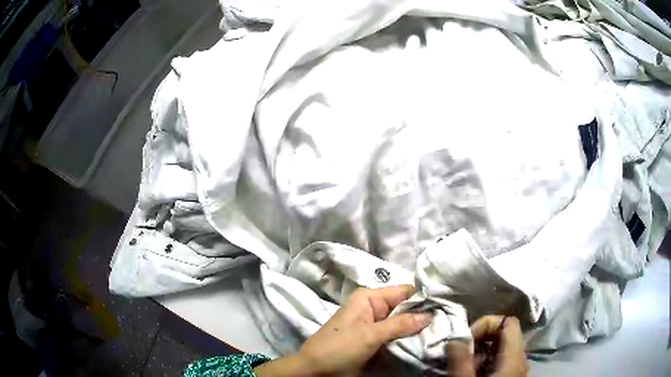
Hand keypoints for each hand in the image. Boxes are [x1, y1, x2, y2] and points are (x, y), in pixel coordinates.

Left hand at [254, 285, 432, 376]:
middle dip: (422, 315)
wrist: (315, 369)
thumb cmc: (339, 348)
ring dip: (416, 328)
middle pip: (405, 307)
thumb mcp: (370, 335)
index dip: (424, 298)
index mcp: (370, 298)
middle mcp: (374, 307)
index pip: (404, 291)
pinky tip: (424, 341)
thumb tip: (430, 314)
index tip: (446, 305)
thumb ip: (400, 324)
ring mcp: (374, 324)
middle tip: (446, 322)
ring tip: (440, 332)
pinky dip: (407, 338)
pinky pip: (395, 335)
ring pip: (402, 322)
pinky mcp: (374, 339)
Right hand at [444, 316, 527, 376]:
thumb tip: (454, 338)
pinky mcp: (511, 375)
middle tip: (463, 351)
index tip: (466, 339)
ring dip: (482, 350)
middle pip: (505, 333)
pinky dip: (486, 360)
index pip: (508, 322)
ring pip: (502, 347)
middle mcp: (520, 358)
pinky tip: (474, 371)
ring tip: (465, 363)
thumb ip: (461, 360)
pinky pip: (501, 359)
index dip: (486, 323)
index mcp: (515, 355)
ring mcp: (517, 367)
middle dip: (481, 337)